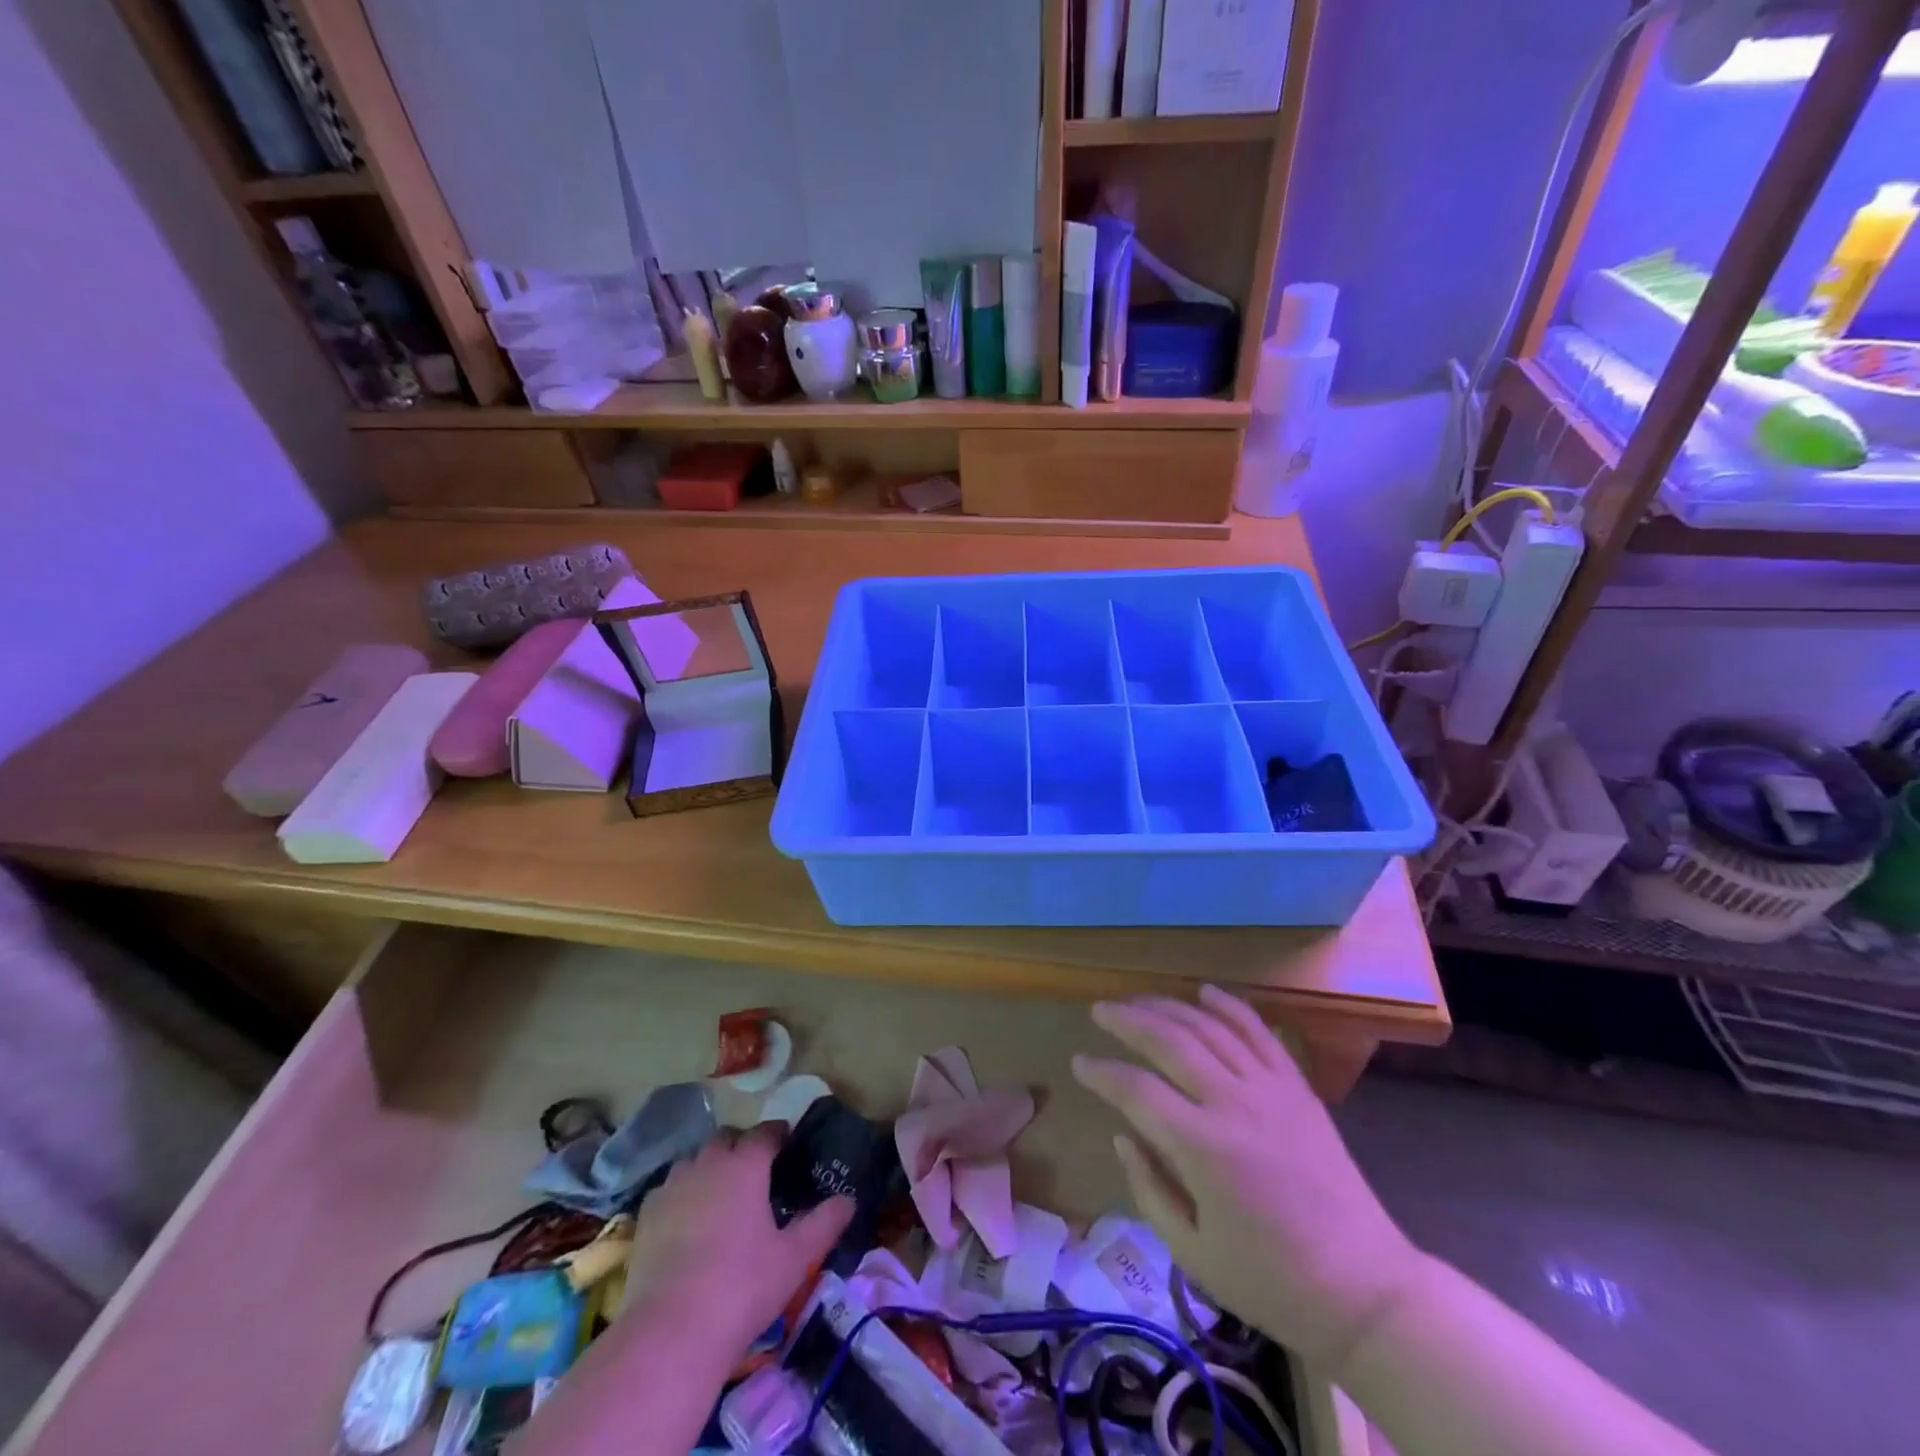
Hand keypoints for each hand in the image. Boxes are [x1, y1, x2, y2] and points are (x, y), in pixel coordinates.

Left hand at [622, 1125, 852, 1357]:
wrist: (669, 1334)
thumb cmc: (742, 1288)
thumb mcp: (795, 1258)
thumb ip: (824, 1223)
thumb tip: (848, 1200)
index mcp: (745, 1165)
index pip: (766, 1132)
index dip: (779, 1135)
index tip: (789, 1146)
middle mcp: (707, 1163)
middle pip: (726, 1138)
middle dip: (742, 1146)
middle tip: (757, 1173)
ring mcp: (672, 1187)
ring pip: (695, 1160)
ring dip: (711, 1167)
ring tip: (722, 1195)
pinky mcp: (645, 1216)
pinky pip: (669, 1189)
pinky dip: (683, 1194)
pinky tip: (689, 1221)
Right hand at [1072, 986, 1421, 1372]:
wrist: (1365, 1288)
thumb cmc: (1271, 1281)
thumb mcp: (1192, 1253)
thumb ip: (1149, 1189)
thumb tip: (1122, 1137)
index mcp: (1203, 1148)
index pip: (1136, 1090)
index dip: (1102, 1072)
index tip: (1079, 1064)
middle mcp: (1233, 1103)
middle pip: (1169, 1041)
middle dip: (1127, 1020)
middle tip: (1099, 1011)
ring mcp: (1269, 1089)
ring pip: (1209, 1027)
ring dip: (1168, 1007)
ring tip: (1137, 1001)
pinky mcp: (1297, 1087)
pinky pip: (1258, 1032)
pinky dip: (1229, 1006)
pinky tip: (1204, 992)